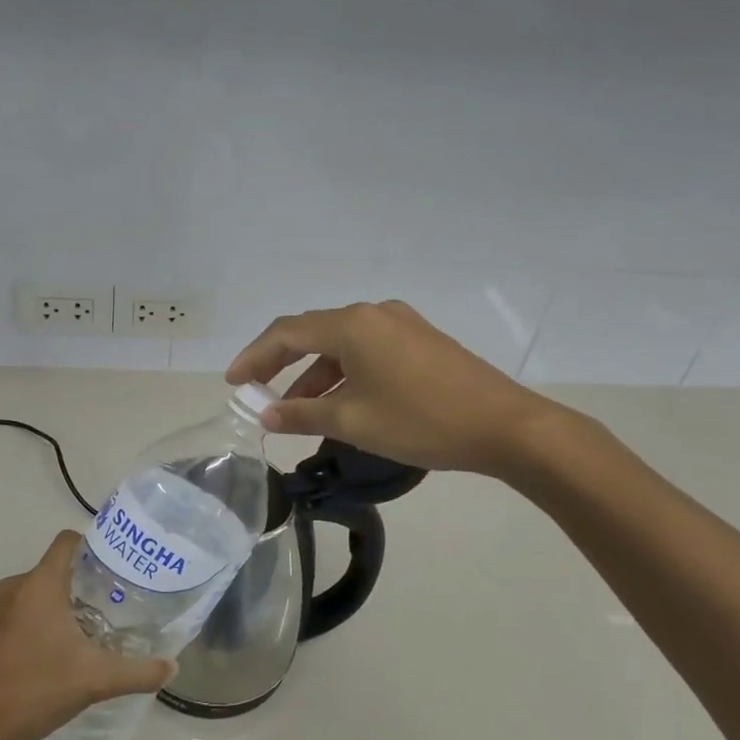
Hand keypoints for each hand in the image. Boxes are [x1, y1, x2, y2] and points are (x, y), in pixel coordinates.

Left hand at [0, 531, 174, 739]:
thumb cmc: (32, 689)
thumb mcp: (94, 680)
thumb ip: (137, 672)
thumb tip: (172, 667)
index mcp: (40, 584)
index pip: (67, 542)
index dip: (94, 545)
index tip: (118, 564)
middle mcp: (15, 588)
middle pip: (56, 570)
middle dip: (85, 584)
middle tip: (116, 605)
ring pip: (38, 595)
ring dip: (63, 607)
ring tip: (92, 632)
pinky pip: (21, 615)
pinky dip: (41, 625)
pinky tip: (58, 657)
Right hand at [225, 300, 560, 476]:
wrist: (505, 426)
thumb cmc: (421, 421)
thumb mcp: (353, 421)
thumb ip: (302, 414)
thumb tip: (266, 413)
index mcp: (351, 324)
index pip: (286, 333)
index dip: (254, 357)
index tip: (233, 383)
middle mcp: (372, 313)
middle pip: (312, 333)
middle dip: (281, 364)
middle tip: (257, 392)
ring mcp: (400, 324)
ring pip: (341, 345)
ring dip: (314, 374)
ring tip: (297, 410)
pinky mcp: (420, 340)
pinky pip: (366, 351)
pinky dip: (343, 373)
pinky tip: (341, 403)